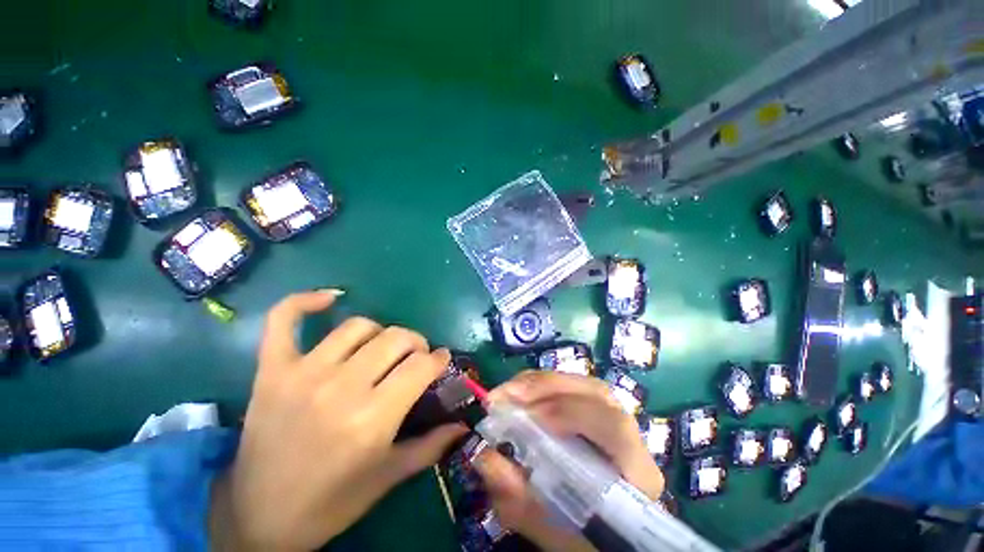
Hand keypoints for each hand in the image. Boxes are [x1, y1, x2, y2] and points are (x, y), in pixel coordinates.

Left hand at [210, 290, 467, 550]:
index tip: (442, 360)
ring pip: (358, 325)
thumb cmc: (332, 501)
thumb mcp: (388, 477)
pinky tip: (330, 299)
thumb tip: (465, 426)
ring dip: (380, 331)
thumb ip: (431, 446)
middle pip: (395, 338)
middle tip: (416, 357)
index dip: (438, 359)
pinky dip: (304, 301)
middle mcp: (340, 388)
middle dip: (416, 343)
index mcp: (372, 419)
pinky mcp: (271, 370)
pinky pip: (284, 319)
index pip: (420, 366)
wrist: (259, 517)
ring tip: (382, 347)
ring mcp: (302, 373)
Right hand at [473, 371, 663, 551]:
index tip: (526, 418)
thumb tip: (484, 458)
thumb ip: (521, 501)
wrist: (604, 529)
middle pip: (593, 392)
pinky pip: (567, 386)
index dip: (569, 414)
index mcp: (636, 470)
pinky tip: (518, 394)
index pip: (612, 427)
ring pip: (578, 382)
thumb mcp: (552, 529)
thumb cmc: (585, 536)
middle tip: (505, 395)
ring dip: (538, 383)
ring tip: (506, 393)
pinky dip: (539, 385)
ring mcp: (612, 414)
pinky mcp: (592, 407)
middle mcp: (629, 432)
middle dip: (545, 388)